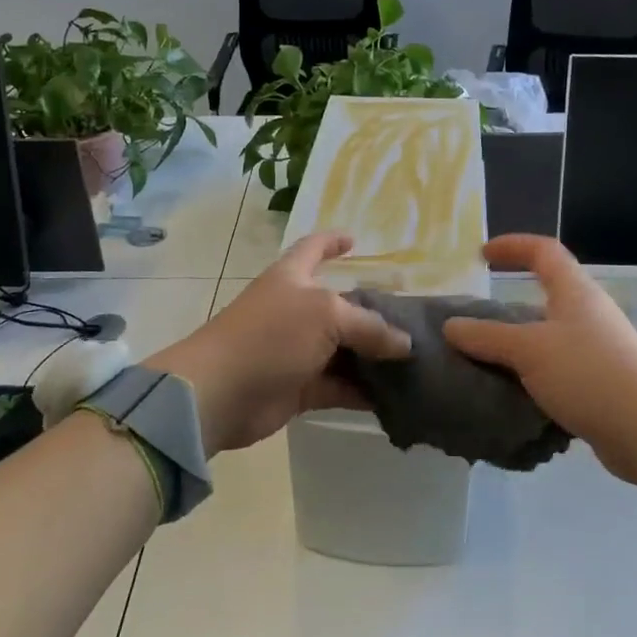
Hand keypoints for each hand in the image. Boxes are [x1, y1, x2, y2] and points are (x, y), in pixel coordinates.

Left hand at [143, 232, 412, 453]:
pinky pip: (339, 386)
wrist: (220, 391)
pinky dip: (362, 391)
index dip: (333, 241)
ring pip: (344, 350)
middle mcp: (296, 310)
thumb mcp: (326, 315)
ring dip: (374, 358)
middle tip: (415, 324)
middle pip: (341, 306)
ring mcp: (297, 350)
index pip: (314, 248)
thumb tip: (405, 344)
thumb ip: (369, 326)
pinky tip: (394, 397)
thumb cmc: (270, 335)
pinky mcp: (299, 388)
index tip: (355, 239)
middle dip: (374, 314)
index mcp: (293, 277)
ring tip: (416, 364)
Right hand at [442, 235, 636, 483]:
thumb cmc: (586, 374)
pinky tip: (512, 389)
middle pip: (546, 293)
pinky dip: (532, 371)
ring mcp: (598, 347)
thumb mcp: (528, 350)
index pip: (544, 251)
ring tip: (486, 357)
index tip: (482, 255)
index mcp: (575, 292)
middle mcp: (589, 312)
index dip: (512, 246)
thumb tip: (451, 326)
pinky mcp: (600, 381)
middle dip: (509, 302)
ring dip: (518, 342)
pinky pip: (556, 366)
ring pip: (548, 334)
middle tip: (477, 317)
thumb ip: (486, 337)